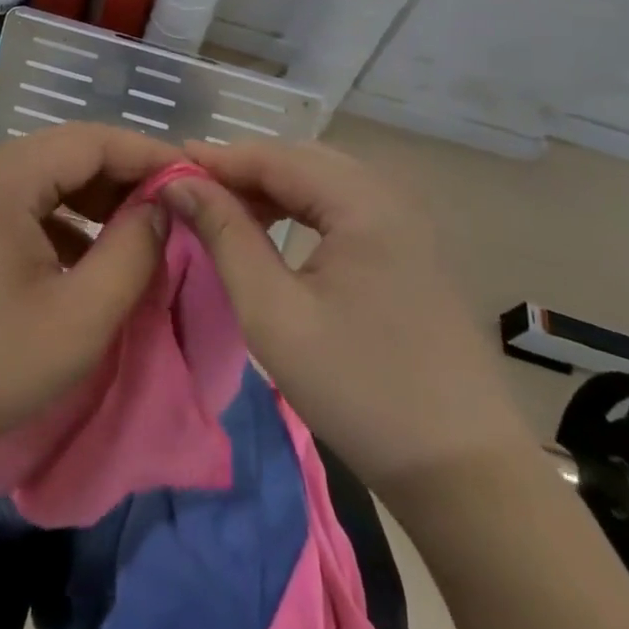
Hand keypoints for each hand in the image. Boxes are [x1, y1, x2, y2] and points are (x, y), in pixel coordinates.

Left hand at [0, 124, 175, 472]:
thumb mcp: (80, 316)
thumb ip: (133, 251)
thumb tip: (162, 205)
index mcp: (7, 176)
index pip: (94, 140)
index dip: (149, 155)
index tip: (197, 179)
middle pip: (72, 153)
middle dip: (128, 177)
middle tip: (178, 207)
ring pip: (53, 180)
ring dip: (101, 200)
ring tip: (146, 231)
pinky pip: (32, 207)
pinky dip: (71, 223)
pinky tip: (95, 259)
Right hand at [164, 140, 533, 489]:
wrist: (463, 471)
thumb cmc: (359, 390)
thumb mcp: (273, 313)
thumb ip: (225, 236)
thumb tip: (181, 183)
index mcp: (362, 201)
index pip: (274, 157)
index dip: (217, 159)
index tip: (166, 168)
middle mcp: (389, 194)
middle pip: (301, 159)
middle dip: (243, 170)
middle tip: (192, 193)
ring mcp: (406, 220)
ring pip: (323, 180)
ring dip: (272, 188)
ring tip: (225, 211)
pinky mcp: (411, 247)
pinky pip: (344, 205)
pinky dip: (302, 208)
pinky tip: (276, 232)